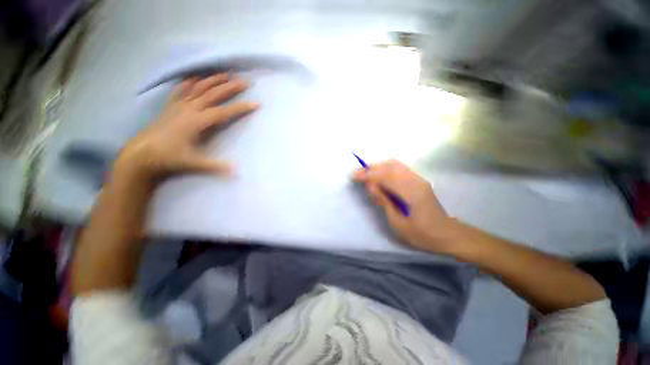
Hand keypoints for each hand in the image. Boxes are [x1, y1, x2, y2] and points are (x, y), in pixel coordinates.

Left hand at [114, 74, 258, 180]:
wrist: (141, 153)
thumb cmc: (168, 157)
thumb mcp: (194, 163)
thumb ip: (216, 166)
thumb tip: (236, 171)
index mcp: (197, 121)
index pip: (224, 112)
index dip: (241, 107)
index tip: (255, 103)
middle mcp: (189, 109)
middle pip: (213, 94)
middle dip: (230, 87)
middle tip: (244, 81)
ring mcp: (178, 106)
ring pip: (198, 88)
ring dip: (213, 80)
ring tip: (225, 74)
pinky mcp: (170, 106)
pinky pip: (180, 90)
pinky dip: (188, 82)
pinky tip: (194, 78)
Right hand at [352, 160, 452, 252]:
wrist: (446, 234)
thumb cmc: (420, 233)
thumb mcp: (397, 222)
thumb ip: (383, 201)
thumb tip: (370, 185)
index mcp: (410, 192)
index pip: (384, 176)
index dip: (367, 174)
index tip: (352, 176)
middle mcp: (415, 180)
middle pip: (389, 165)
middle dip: (370, 168)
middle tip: (356, 174)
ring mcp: (418, 179)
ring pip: (394, 164)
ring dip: (378, 167)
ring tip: (365, 175)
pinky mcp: (418, 180)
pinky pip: (399, 169)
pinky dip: (385, 169)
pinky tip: (379, 177)